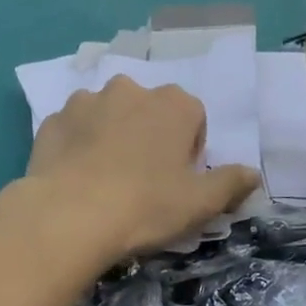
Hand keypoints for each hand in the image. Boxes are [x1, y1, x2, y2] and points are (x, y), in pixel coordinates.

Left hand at [24, 76, 260, 261]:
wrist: (69, 215)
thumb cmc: (146, 206)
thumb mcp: (201, 203)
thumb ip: (231, 183)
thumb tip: (253, 174)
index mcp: (174, 104)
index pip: (193, 118)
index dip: (189, 150)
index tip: (178, 181)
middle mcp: (130, 90)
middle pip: (149, 112)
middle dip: (149, 137)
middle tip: (142, 181)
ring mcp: (85, 101)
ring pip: (108, 115)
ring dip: (111, 136)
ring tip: (104, 179)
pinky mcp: (52, 121)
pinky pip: (73, 129)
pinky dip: (77, 146)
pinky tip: (75, 178)